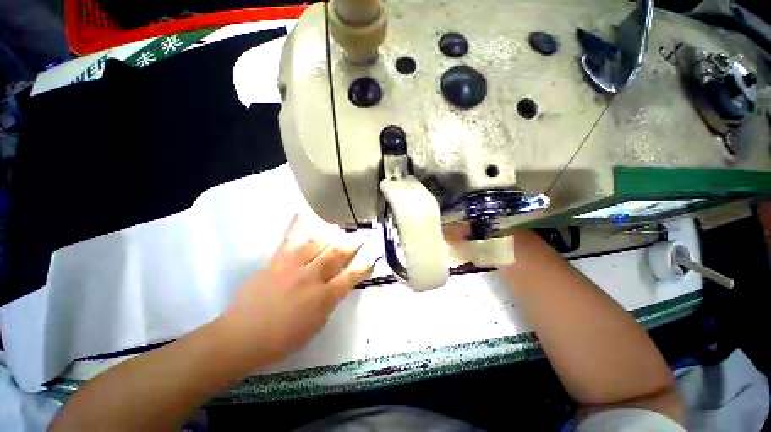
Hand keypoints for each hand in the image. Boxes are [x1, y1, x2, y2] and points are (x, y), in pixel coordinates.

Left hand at [218, 216, 373, 365]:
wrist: (241, 337)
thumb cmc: (282, 338)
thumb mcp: (316, 326)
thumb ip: (330, 302)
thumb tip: (338, 285)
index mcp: (324, 297)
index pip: (351, 276)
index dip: (364, 265)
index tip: (372, 257)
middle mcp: (312, 277)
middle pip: (337, 254)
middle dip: (352, 243)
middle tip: (360, 235)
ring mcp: (293, 266)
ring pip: (317, 243)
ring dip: (331, 233)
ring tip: (339, 226)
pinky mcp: (276, 261)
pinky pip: (288, 239)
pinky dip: (296, 225)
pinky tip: (302, 213)